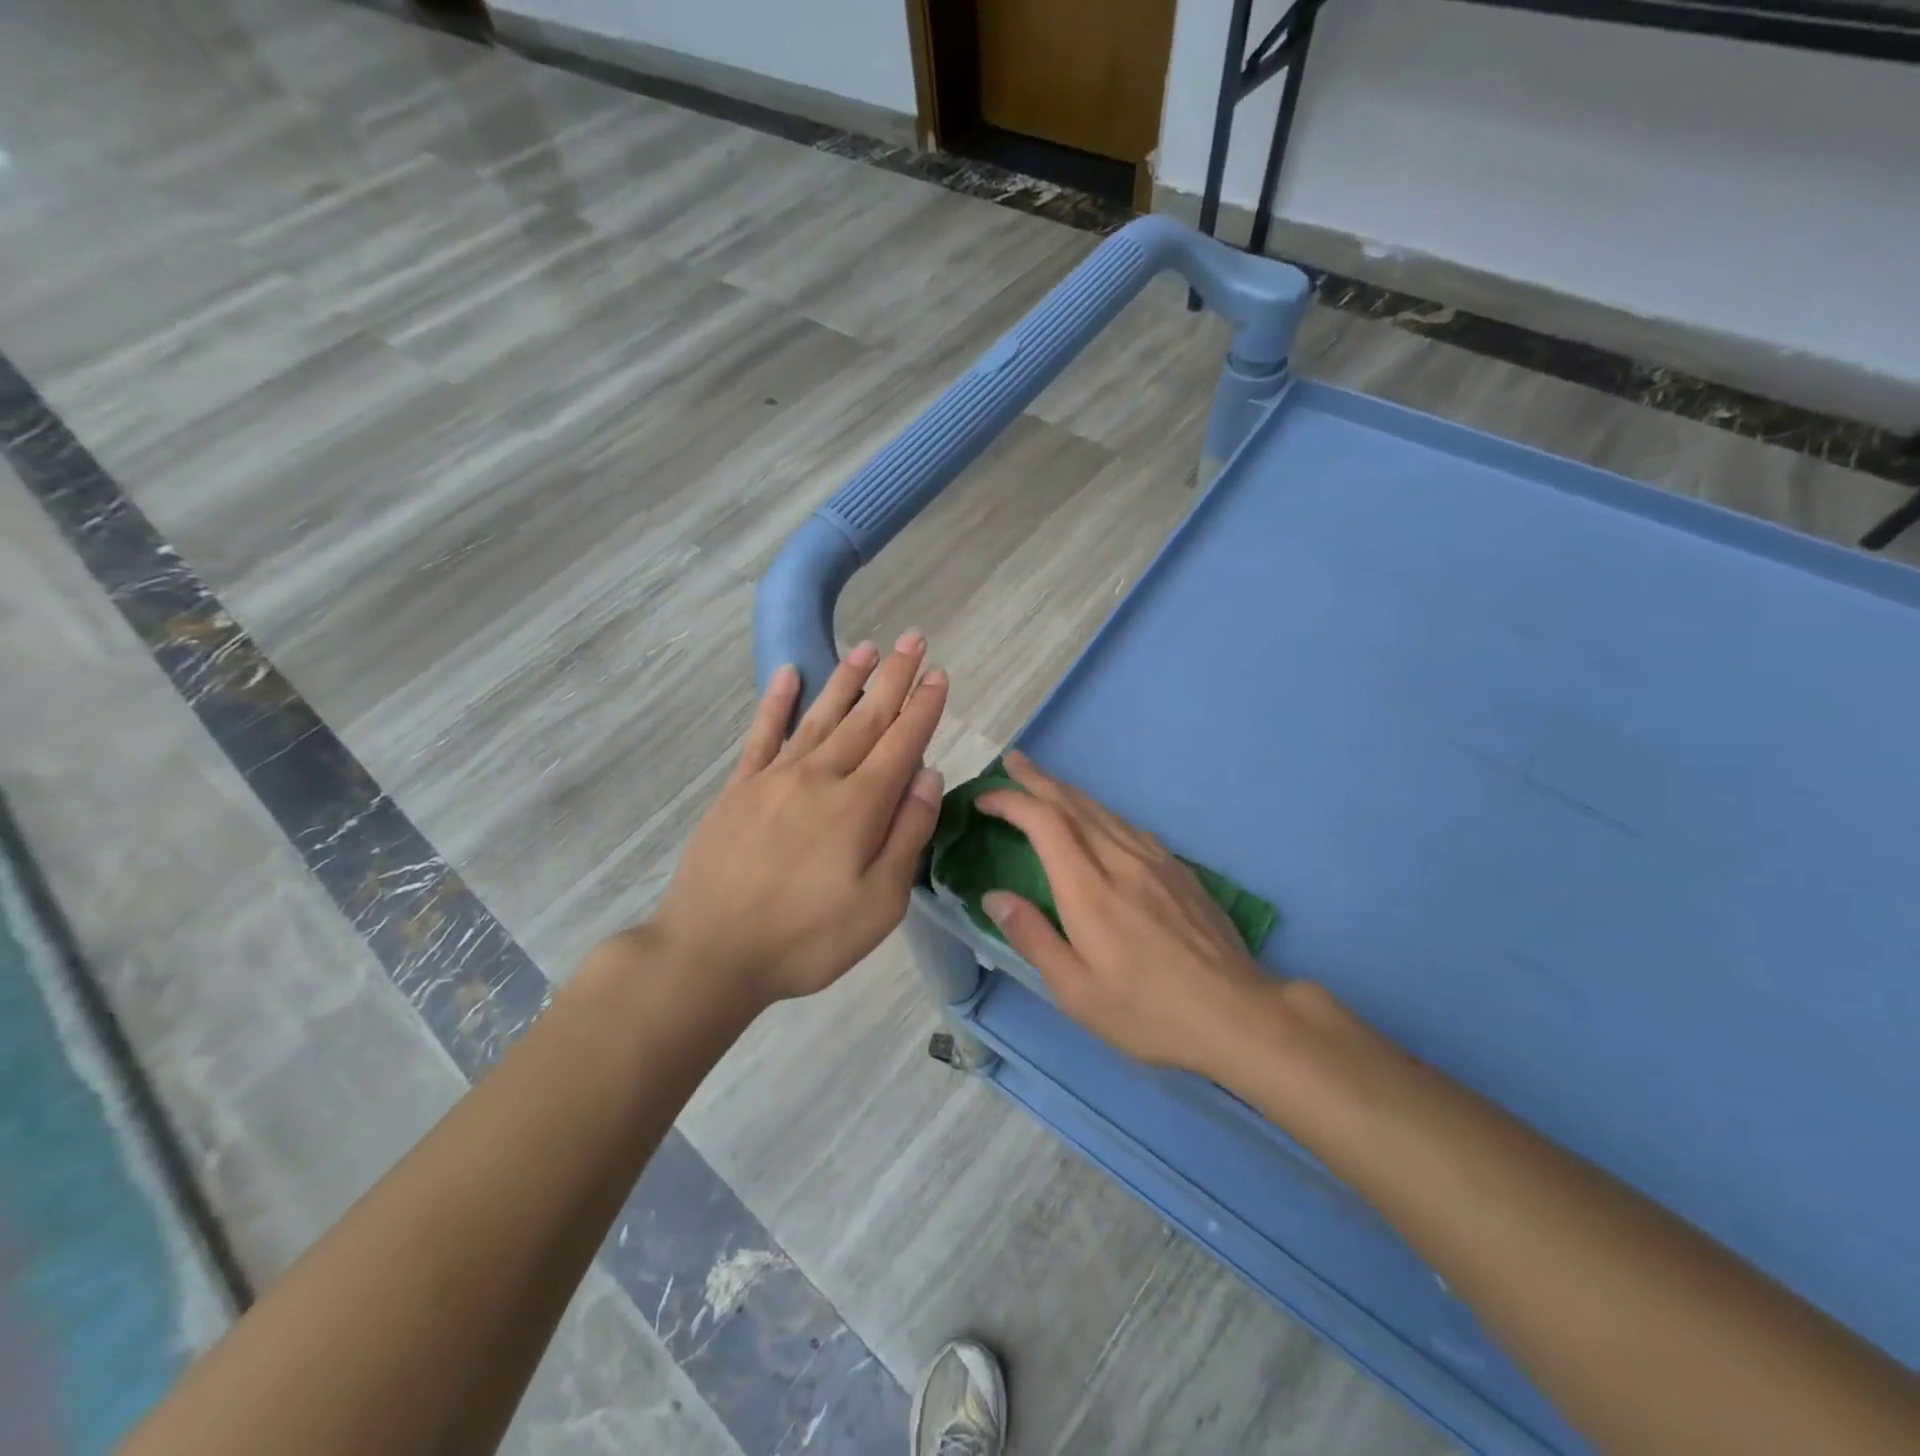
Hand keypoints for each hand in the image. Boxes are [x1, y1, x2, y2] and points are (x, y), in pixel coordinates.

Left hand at [647, 634, 947, 1008]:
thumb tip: (929, 774)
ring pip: (820, 716)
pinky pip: (761, 734)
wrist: (710, 952)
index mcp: (859, 804)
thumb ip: (907, 834)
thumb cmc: (806, 938)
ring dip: (846, 680)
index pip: (902, 742)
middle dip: (894, 678)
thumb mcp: (879, 904)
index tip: (939, 675)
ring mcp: (774, 778)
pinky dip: (776, 701)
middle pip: (865, 718)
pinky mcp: (738, 789)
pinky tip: (787, 674)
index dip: (924, 707)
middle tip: (912, 639)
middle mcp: (820, 776)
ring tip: (865, 647)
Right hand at [976, 751, 1275, 1076]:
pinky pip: (1128, 826)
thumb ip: (1032, 937)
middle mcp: (1120, 860)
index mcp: (1088, 889)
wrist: (1236, 1013)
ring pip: (1103, 810)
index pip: (1044, 822)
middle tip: (1011, 762)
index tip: (985, 798)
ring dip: (1068, 791)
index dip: (1011, 800)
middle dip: (1037, 779)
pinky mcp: (1178, 868)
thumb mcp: (1076, 991)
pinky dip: (1100, 812)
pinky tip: (1097, 820)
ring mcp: (1154, 860)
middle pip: (1073, 803)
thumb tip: (994, 896)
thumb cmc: (1147, 1011)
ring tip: (1044, 783)